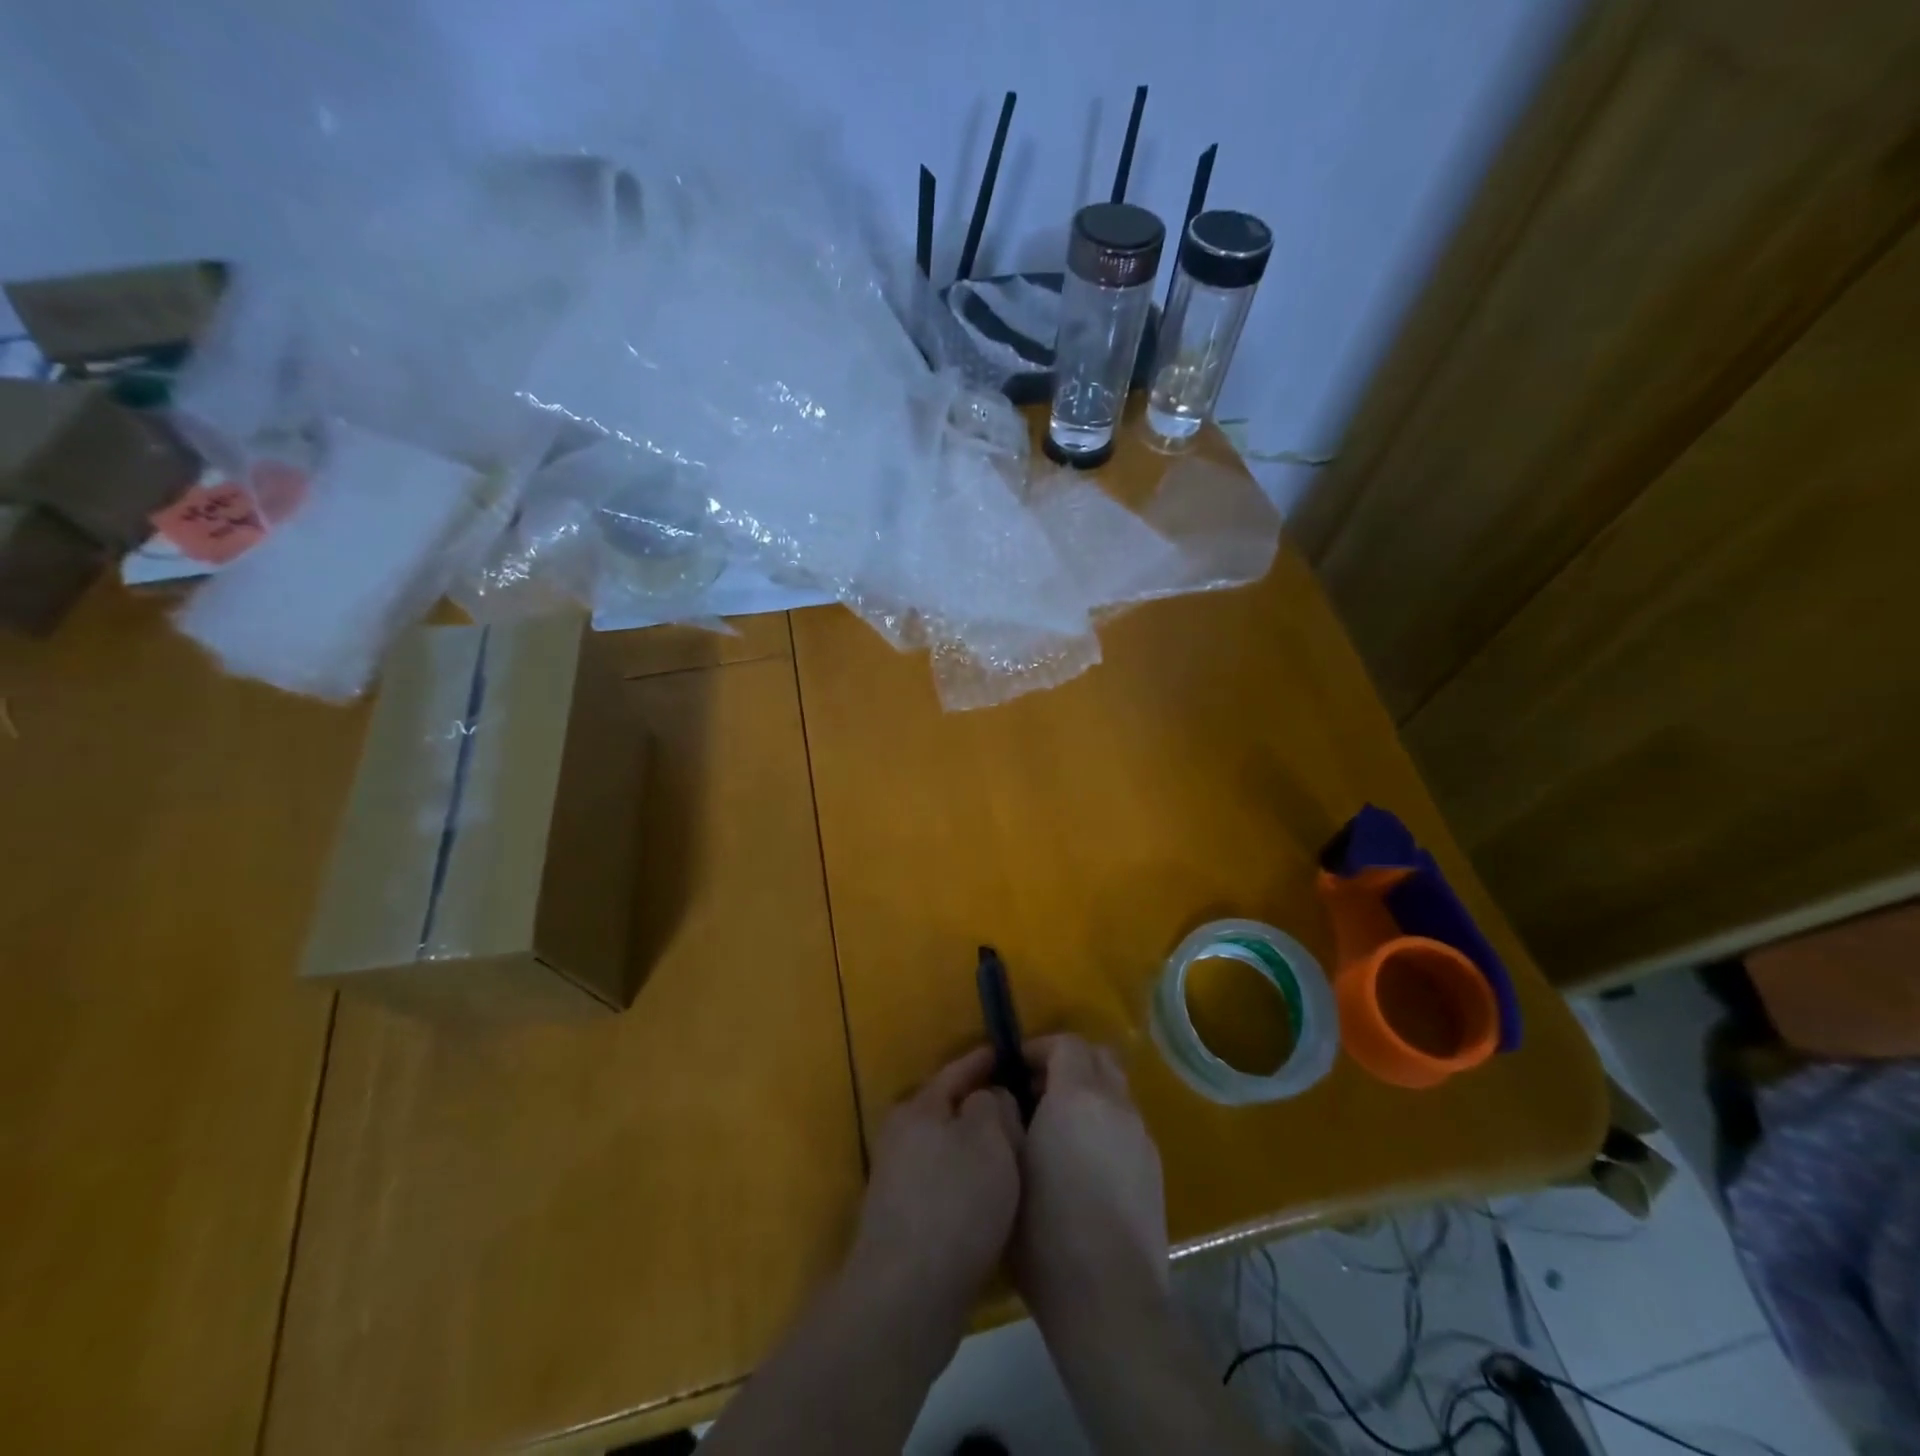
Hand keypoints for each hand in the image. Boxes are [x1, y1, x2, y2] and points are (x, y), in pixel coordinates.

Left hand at [851, 1046, 1023, 1315]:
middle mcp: (902, 1137)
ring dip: (978, 1149)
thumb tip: (990, 1098)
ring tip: (1016, 1153)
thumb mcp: (988, 1140)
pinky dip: (970, 1182)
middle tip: (1024, 1108)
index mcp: (918, 1107)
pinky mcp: (906, 1221)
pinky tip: (995, 1197)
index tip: (1009, 1052)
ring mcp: (899, 1181)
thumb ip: (994, 1106)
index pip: (957, 1070)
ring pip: (949, 1149)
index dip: (984, 1060)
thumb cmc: (953, 1203)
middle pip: (951, 1110)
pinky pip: (947, 1184)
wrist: (906, 1297)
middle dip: (984, 1108)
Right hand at [1012, 1033, 1167, 1328]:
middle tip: (1037, 1090)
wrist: (1109, 1297)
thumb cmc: (1044, 1228)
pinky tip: (1084, 1163)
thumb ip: (1006, 1116)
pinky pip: (1126, 1124)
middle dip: (1067, 1063)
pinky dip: (1104, 1123)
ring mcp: (1141, 1136)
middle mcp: (1116, 1105)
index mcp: (1079, 1096)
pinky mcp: (1154, 1168)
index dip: (1039, 1047)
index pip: (1067, 1043)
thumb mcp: (1008, 1164)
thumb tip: (1008, 1096)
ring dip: (1088, 1093)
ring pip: (1115, 1091)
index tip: (1015, 1069)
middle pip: (1098, 1057)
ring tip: (1058, 1129)